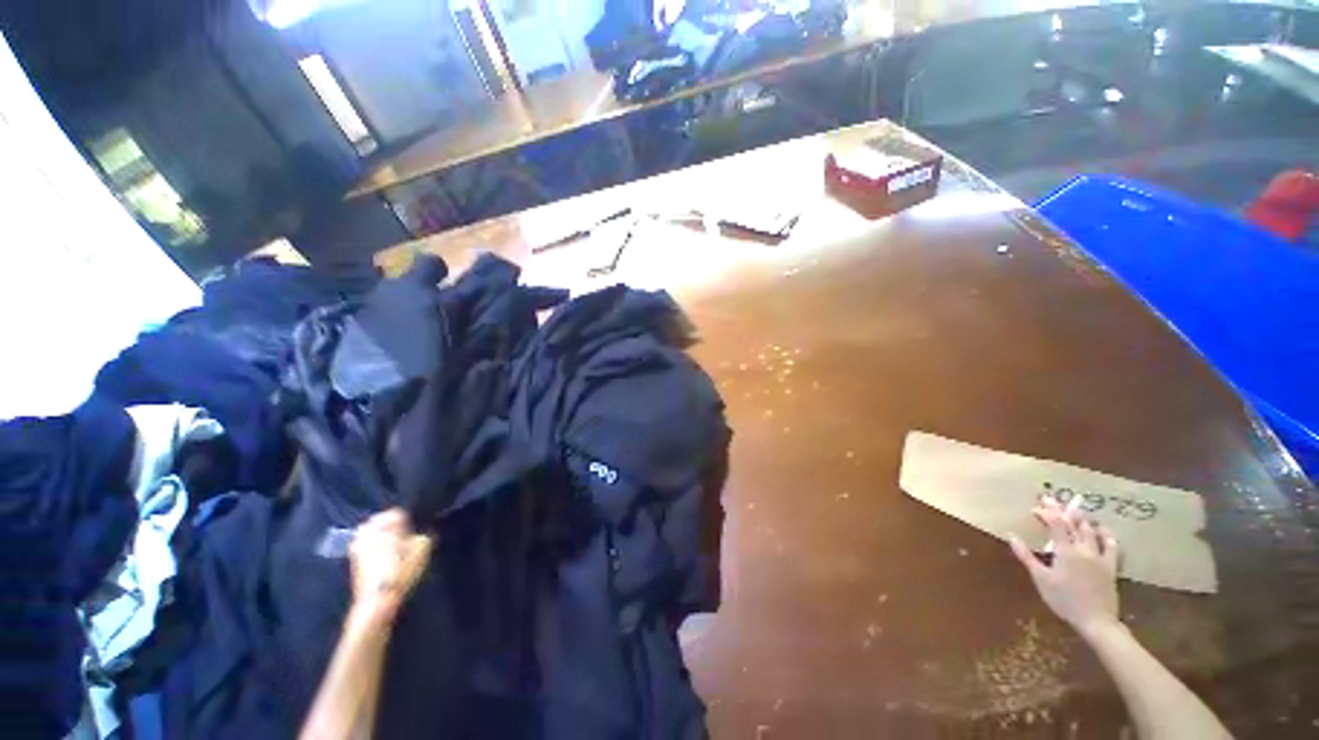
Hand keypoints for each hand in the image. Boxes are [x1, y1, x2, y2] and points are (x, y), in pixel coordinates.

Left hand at [349, 509, 433, 625]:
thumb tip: (423, 527)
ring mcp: (358, 544)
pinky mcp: (353, 558)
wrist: (377, 599)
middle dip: (392, 524)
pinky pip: (366, 543)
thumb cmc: (401, 569)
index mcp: (386, 523)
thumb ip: (424, 532)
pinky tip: (384, 555)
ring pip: (371, 531)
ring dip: (381, 534)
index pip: (398, 511)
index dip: (410, 518)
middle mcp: (369, 529)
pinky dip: (374, 545)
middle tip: (406, 534)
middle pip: (381, 519)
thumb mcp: (423, 547)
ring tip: (394, 544)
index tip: (417, 527)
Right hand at [1010, 497, 1120, 637]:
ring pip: (1091, 531)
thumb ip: (1027, 556)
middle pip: (1073, 523)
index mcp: (1065, 551)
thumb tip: (1012, 536)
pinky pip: (1111, 545)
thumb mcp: (1041, 579)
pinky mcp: (1110, 565)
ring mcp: (1099, 556)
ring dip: (1082, 518)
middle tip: (1052, 499)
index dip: (1046, 513)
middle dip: (1062, 510)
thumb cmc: (1063, 600)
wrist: (1096, 620)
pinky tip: (1102, 528)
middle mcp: (1083, 548)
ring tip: (1074, 509)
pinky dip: (1106, 534)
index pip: (1055, 524)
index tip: (1035, 507)